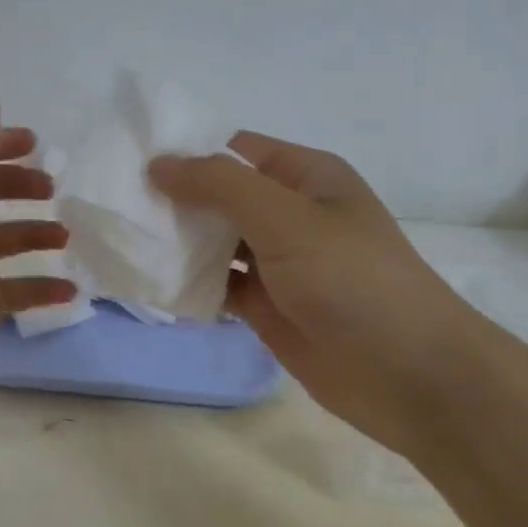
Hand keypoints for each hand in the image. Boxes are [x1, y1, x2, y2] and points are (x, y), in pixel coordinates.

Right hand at [150, 133, 497, 454]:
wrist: (410, 376)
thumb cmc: (352, 280)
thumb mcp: (286, 218)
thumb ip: (220, 186)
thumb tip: (158, 163)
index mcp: (305, 176)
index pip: (234, 150)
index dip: (187, 154)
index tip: (132, 165)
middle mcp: (290, 213)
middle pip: (220, 196)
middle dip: (175, 201)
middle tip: (117, 207)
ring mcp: (279, 263)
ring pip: (216, 243)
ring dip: (178, 244)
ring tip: (125, 243)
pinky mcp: (269, 306)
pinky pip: (220, 285)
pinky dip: (192, 285)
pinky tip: (154, 284)